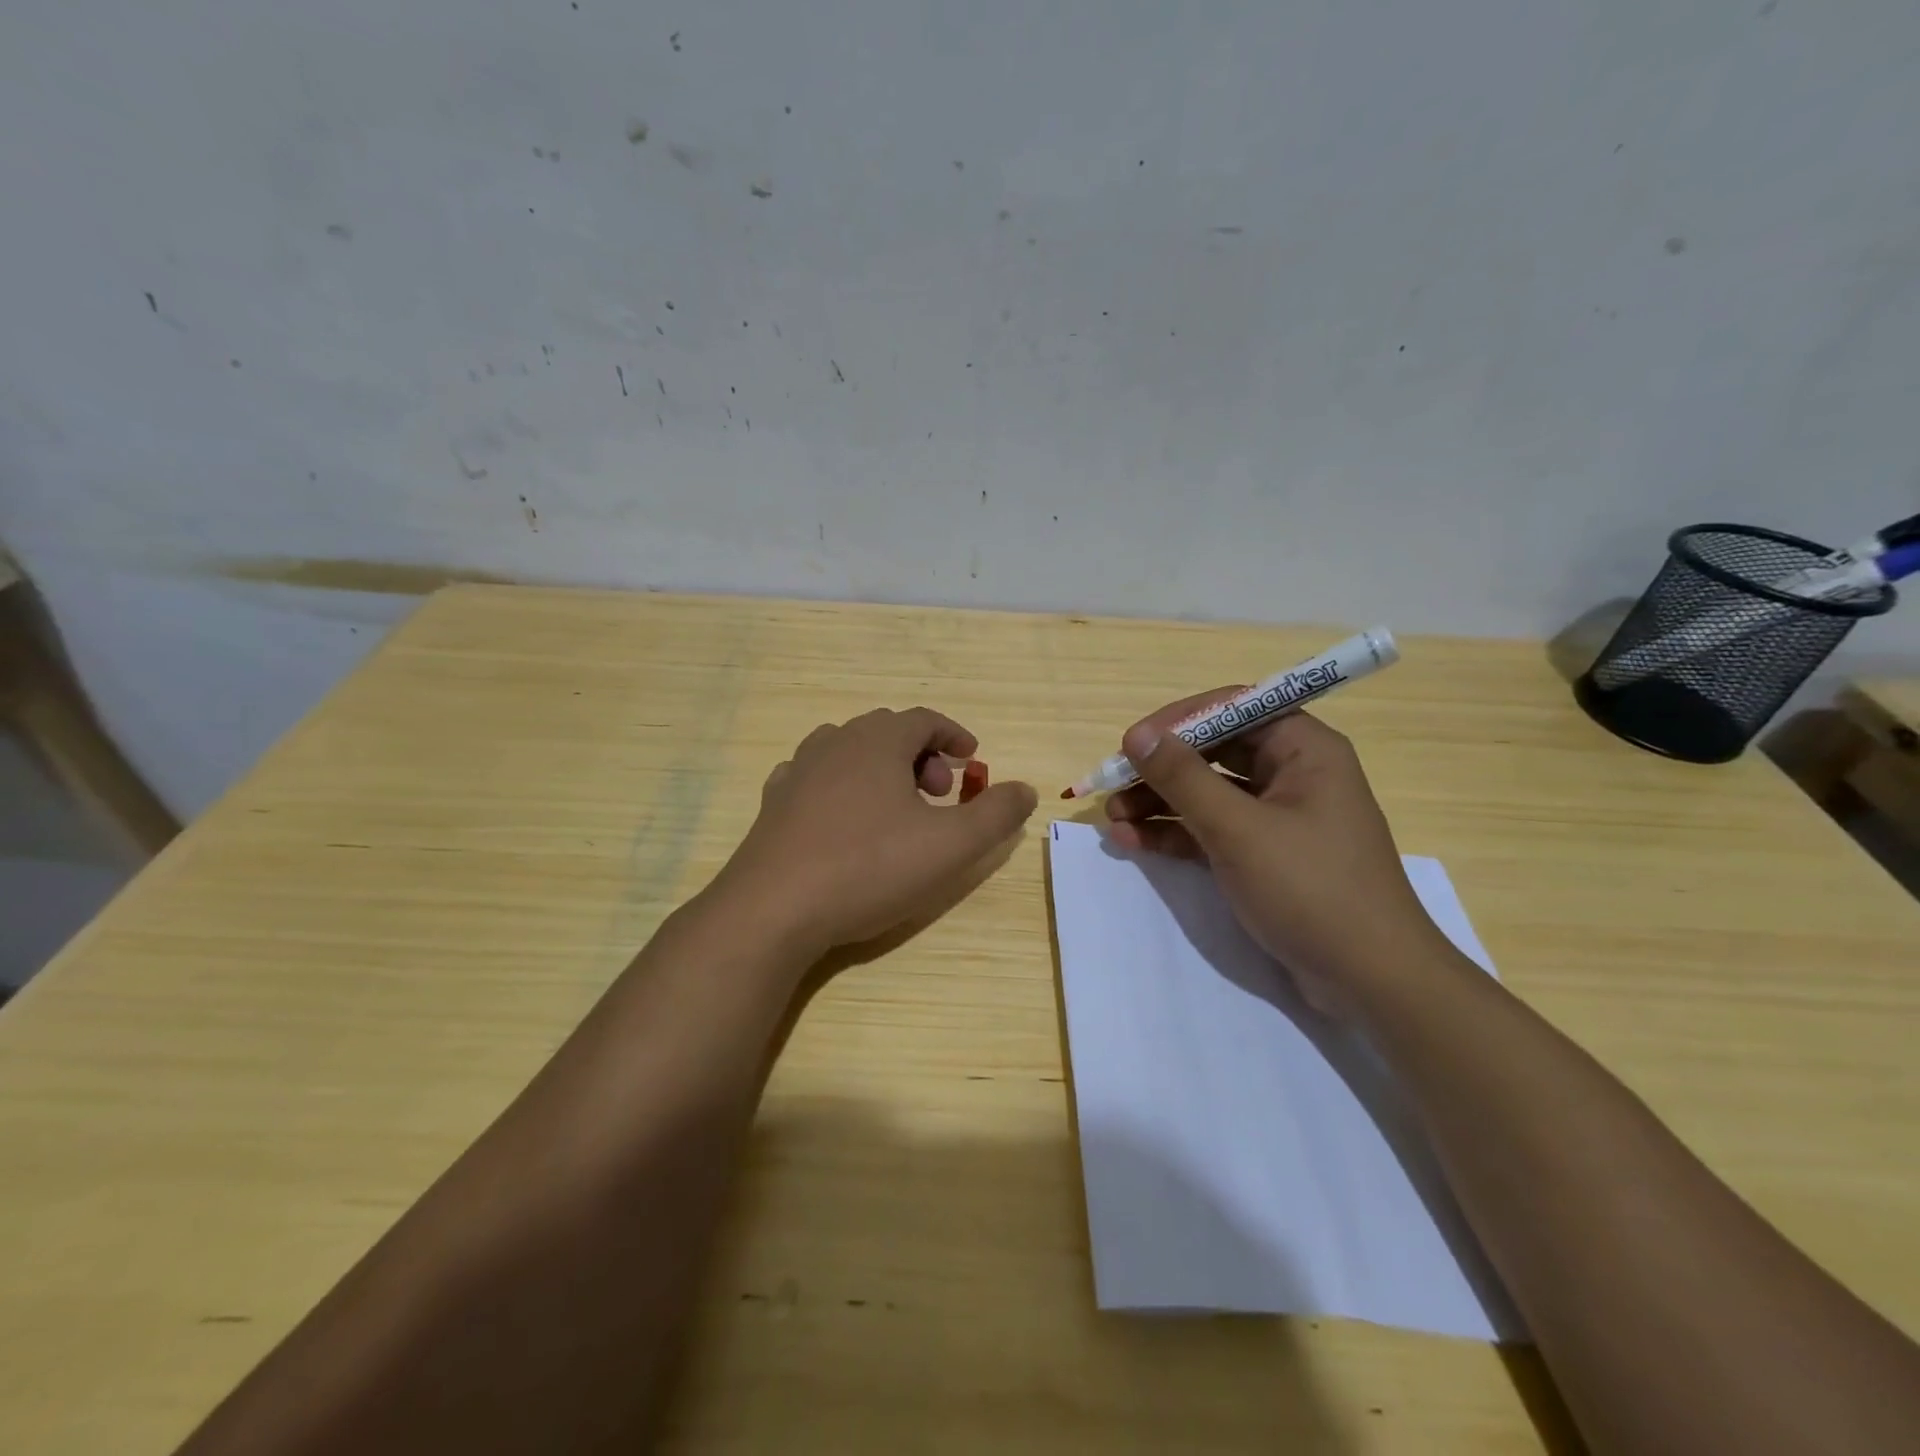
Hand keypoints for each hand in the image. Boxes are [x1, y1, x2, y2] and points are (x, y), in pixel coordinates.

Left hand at [713, 708, 1038, 957]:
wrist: (773, 909)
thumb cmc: (869, 867)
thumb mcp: (950, 845)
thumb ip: (995, 815)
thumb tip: (1026, 790)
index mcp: (878, 741)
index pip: (924, 719)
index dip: (953, 735)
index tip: (971, 760)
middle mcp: (835, 743)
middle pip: (887, 732)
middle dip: (921, 756)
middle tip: (938, 794)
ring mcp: (798, 771)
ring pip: (848, 750)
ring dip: (880, 769)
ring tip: (894, 808)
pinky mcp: (773, 803)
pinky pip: (815, 777)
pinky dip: (840, 786)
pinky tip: (844, 819)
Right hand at [1103, 694, 1450, 1017]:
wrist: (1371, 981)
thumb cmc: (1310, 888)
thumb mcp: (1238, 829)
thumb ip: (1183, 778)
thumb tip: (1137, 735)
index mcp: (1303, 749)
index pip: (1231, 709)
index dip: (1177, 721)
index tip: (1131, 744)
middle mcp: (1293, 773)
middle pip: (1214, 752)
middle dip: (1160, 769)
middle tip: (1112, 787)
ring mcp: (1279, 817)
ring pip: (1208, 793)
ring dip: (1160, 802)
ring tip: (1113, 820)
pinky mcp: (1267, 855)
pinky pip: (1213, 829)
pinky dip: (1176, 833)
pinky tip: (1134, 841)